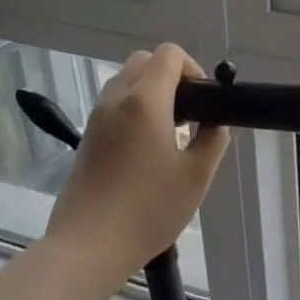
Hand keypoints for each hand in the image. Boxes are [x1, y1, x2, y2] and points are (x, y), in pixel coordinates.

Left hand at [44, 44, 227, 273]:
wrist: (89, 245)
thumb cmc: (149, 209)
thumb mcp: (196, 176)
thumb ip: (212, 140)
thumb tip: (213, 124)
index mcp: (146, 101)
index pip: (168, 54)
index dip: (192, 68)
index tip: (203, 101)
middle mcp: (116, 99)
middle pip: (143, 62)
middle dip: (170, 77)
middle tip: (188, 114)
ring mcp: (96, 118)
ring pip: (125, 82)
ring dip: (149, 93)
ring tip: (168, 133)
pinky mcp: (86, 138)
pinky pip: (113, 105)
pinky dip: (133, 110)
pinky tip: (146, 150)